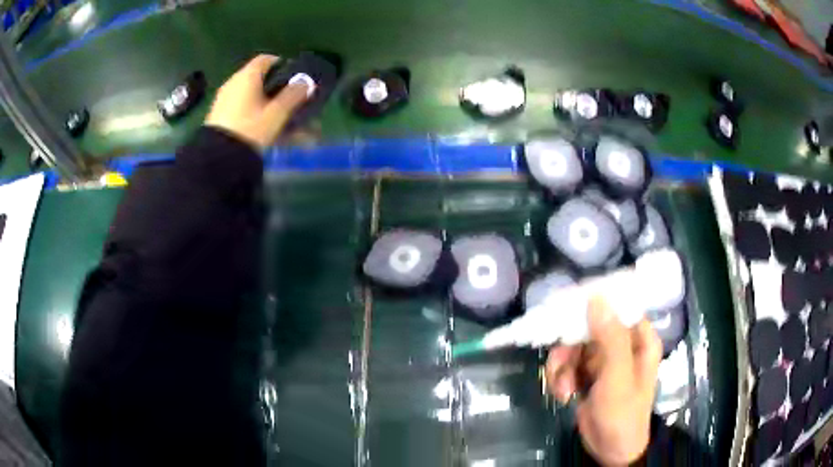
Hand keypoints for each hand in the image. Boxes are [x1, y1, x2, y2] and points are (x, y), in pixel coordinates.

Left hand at [205, 54, 309, 149]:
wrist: (217, 159)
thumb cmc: (250, 129)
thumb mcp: (276, 114)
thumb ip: (293, 95)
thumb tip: (307, 82)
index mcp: (247, 76)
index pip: (266, 59)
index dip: (282, 64)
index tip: (294, 76)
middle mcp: (234, 83)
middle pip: (259, 79)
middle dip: (277, 89)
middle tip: (292, 102)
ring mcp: (224, 100)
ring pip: (252, 97)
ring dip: (268, 105)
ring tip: (283, 122)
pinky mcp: (220, 116)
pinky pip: (243, 109)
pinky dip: (256, 114)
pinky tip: (266, 130)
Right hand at [545, 298, 661, 465]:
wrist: (609, 450)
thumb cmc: (622, 413)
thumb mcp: (618, 376)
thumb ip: (610, 337)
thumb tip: (596, 297)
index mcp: (639, 338)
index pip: (617, 306)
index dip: (592, 304)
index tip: (566, 309)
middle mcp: (621, 344)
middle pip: (588, 326)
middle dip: (569, 348)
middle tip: (560, 364)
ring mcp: (603, 360)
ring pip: (573, 346)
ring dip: (562, 367)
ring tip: (562, 389)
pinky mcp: (587, 374)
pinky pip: (567, 364)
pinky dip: (560, 378)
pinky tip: (562, 395)